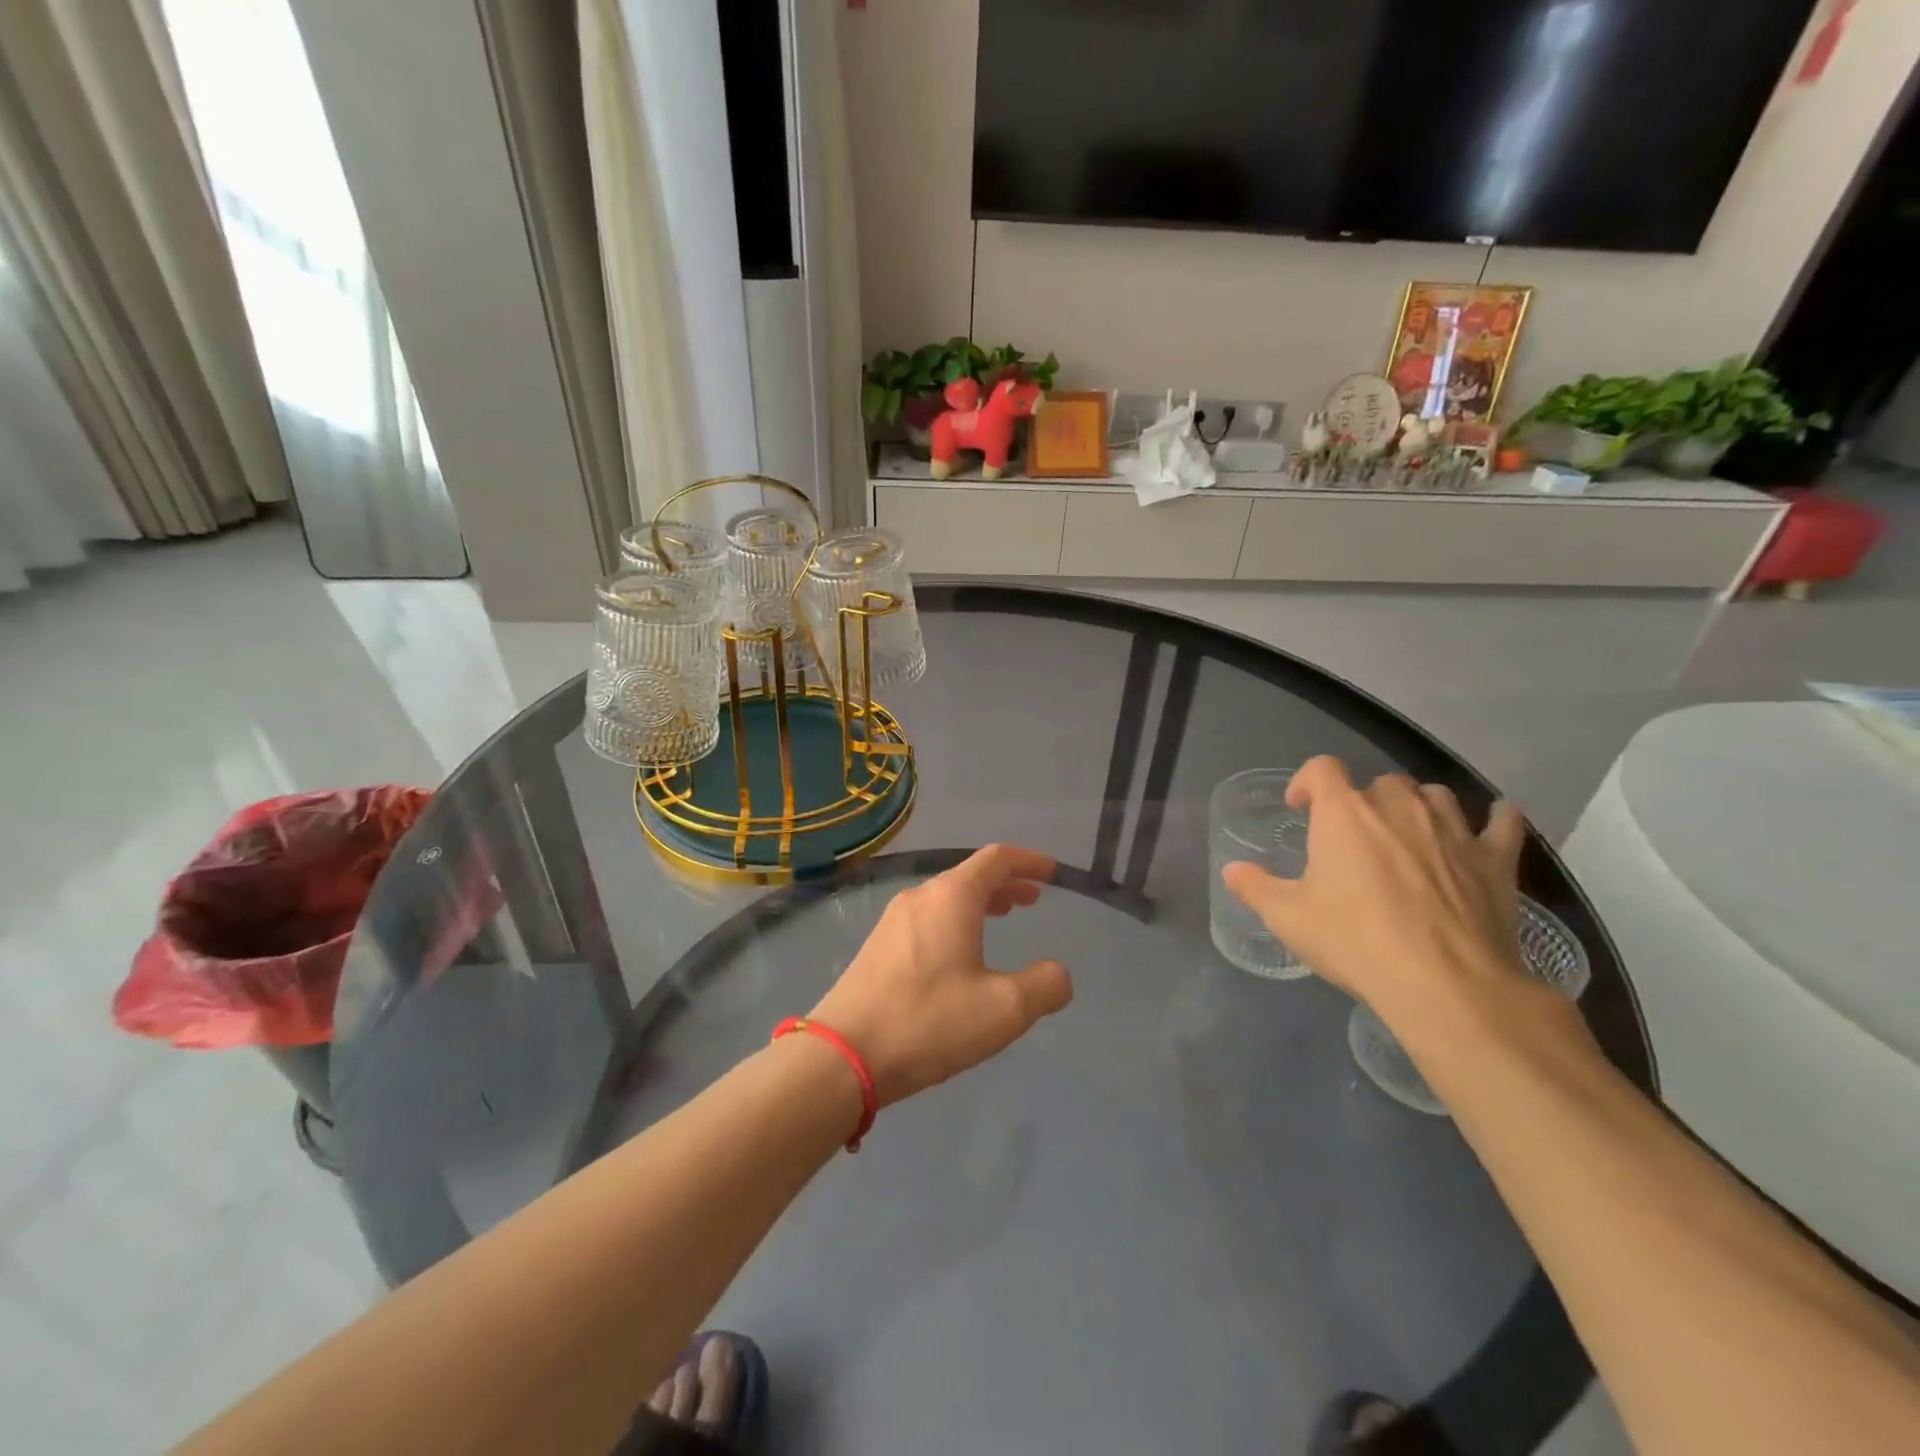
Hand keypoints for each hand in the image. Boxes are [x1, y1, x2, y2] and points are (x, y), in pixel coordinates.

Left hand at [809, 845, 1071, 1106]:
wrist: (843, 1055)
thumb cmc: (929, 1022)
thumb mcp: (1004, 1010)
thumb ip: (1044, 986)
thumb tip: (1058, 974)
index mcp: (951, 898)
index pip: (996, 859)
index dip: (1028, 861)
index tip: (1052, 870)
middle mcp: (920, 897)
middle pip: (969, 875)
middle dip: (1005, 883)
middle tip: (1032, 899)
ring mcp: (892, 921)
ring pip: (946, 898)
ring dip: (979, 902)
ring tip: (1001, 918)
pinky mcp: (876, 947)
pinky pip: (927, 918)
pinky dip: (955, 920)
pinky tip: (959, 953)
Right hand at [1222, 756, 1528, 1024]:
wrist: (1445, 984)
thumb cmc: (1355, 941)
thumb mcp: (1288, 918)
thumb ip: (1255, 888)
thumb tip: (1232, 870)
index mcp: (1344, 813)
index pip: (1322, 769)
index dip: (1307, 781)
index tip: (1301, 808)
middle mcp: (1398, 807)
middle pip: (1379, 781)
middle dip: (1364, 802)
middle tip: (1355, 838)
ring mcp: (1452, 829)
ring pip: (1435, 794)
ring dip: (1419, 806)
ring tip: (1410, 833)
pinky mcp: (1495, 859)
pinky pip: (1501, 823)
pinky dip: (1494, 820)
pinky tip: (1492, 824)